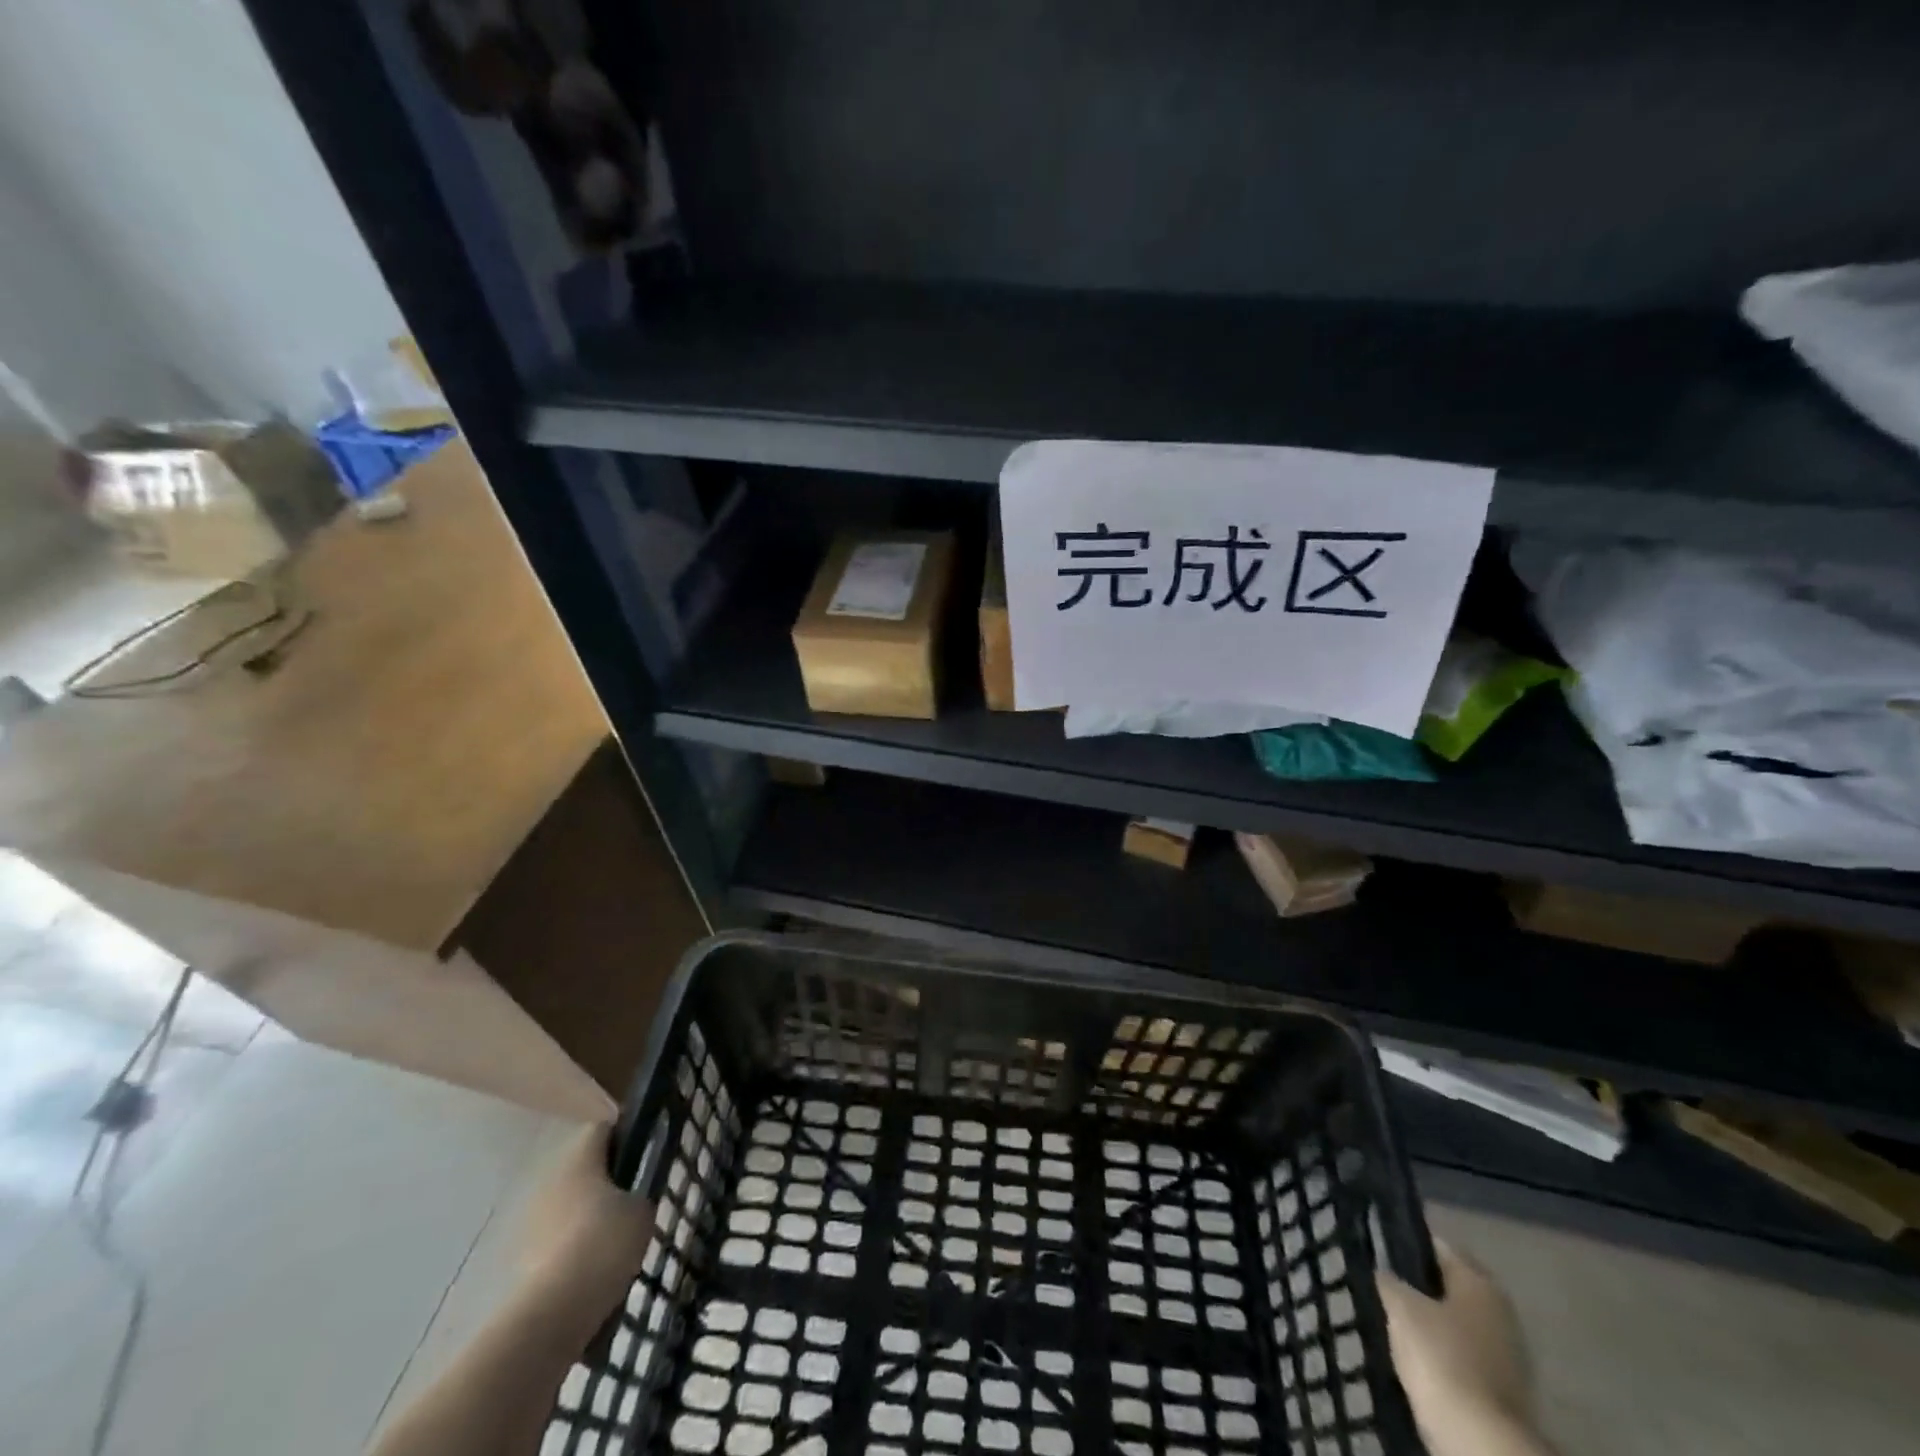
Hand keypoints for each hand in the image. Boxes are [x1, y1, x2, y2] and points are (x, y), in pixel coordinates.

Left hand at [520, 1120, 655, 1317]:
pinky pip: (556, 1243)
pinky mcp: (521, 1259)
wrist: (553, 1313)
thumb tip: (631, 1200)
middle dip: (605, 1183)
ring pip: (567, 1208)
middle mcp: (549, 1180)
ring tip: (615, 1243)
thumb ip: (639, 1195)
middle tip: (633, 1202)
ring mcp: (530, 1221)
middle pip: (583, 1170)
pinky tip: (594, 1272)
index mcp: (579, 1158)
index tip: (646, 1154)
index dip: (626, 1137)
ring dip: (587, 1218)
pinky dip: (572, 1252)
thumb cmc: (604, 1243)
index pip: (603, 1130)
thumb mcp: (642, 1211)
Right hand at [1377, 1241, 1532, 1455]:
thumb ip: (1390, 1281)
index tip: (1377, 1244)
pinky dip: (1440, 1351)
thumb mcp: (1400, 1307)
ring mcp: (1506, 1353)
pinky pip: (1461, 1353)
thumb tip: (1385, 1272)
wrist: (1479, 1439)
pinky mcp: (1501, 1387)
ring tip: (1391, 1318)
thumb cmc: (1440, 1356)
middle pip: (1449, 1285)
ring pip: (1455, 1321)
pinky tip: (1413, 1353)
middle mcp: (1500, 1310)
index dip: (1405, 1242)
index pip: (1437, 1246)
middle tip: (1381, 1282)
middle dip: (1418, 1285)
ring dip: (1429, 1320)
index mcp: (1479, 1281)